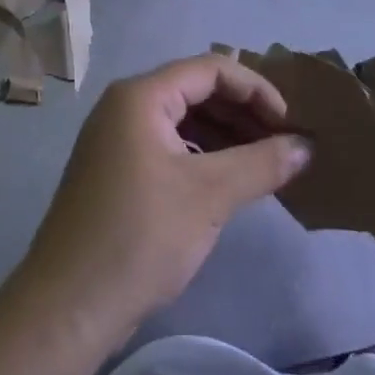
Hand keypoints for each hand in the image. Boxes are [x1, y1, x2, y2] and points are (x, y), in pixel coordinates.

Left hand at [18, 55, 310, 337]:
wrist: (69, 305)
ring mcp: (117, 140)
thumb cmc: (140, 236)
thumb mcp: (209, 196)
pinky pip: (169, 147)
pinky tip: (229, 182)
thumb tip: (306, 146)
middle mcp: (125, 107)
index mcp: (141, 97)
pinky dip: (203, 157)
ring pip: (183, 120)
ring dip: (226, 136)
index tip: (291, 123)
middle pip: (196, 90)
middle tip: (284, 144)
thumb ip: (262, 163)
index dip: (256, 89)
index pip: (210, 69)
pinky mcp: (117, 171)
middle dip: (243, 113)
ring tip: (266, 164)